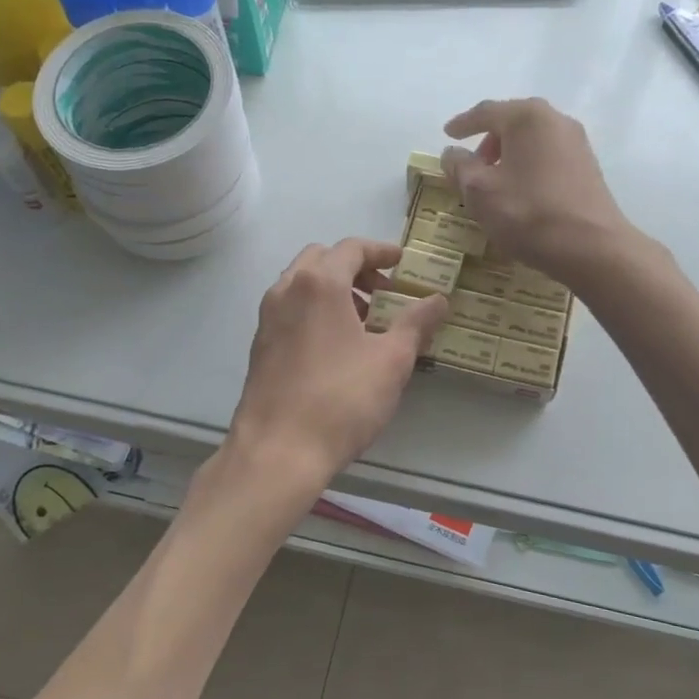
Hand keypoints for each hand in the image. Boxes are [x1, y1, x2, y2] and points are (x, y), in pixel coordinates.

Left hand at [227, 238, 449, 485]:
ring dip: (334, 289)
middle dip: (355, 268)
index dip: (381, 251)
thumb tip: (438, 300)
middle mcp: (287, 290)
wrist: (278, 450)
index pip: (352, 248)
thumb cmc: (341, 399)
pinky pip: (290, 309)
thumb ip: (416, 323)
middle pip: (322, 259)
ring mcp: (267, 317)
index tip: (402, 262)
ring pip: (302, 284)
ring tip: (365, 322)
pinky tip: (337, 346)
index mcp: (319, 283)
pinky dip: (315, 310)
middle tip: (384, 293)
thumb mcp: (392, 361)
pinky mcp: (260, 345)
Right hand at [442, 99, 633, 284]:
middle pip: (512, 122)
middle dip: (488, 139)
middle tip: (471, 163)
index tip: (447, 134)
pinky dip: (528, 165)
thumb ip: (459, 167)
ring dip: (509, 154)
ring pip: (532, 139)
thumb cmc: (528, 213)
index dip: (463, 124)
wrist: (591, 247)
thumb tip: (451, 153)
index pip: (486, 112)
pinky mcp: (587, 167)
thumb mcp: (479, 191)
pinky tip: (520, 191)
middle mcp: (555, 120)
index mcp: (526, 117)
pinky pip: (548, 155)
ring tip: (494, 181)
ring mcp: (577, 143)